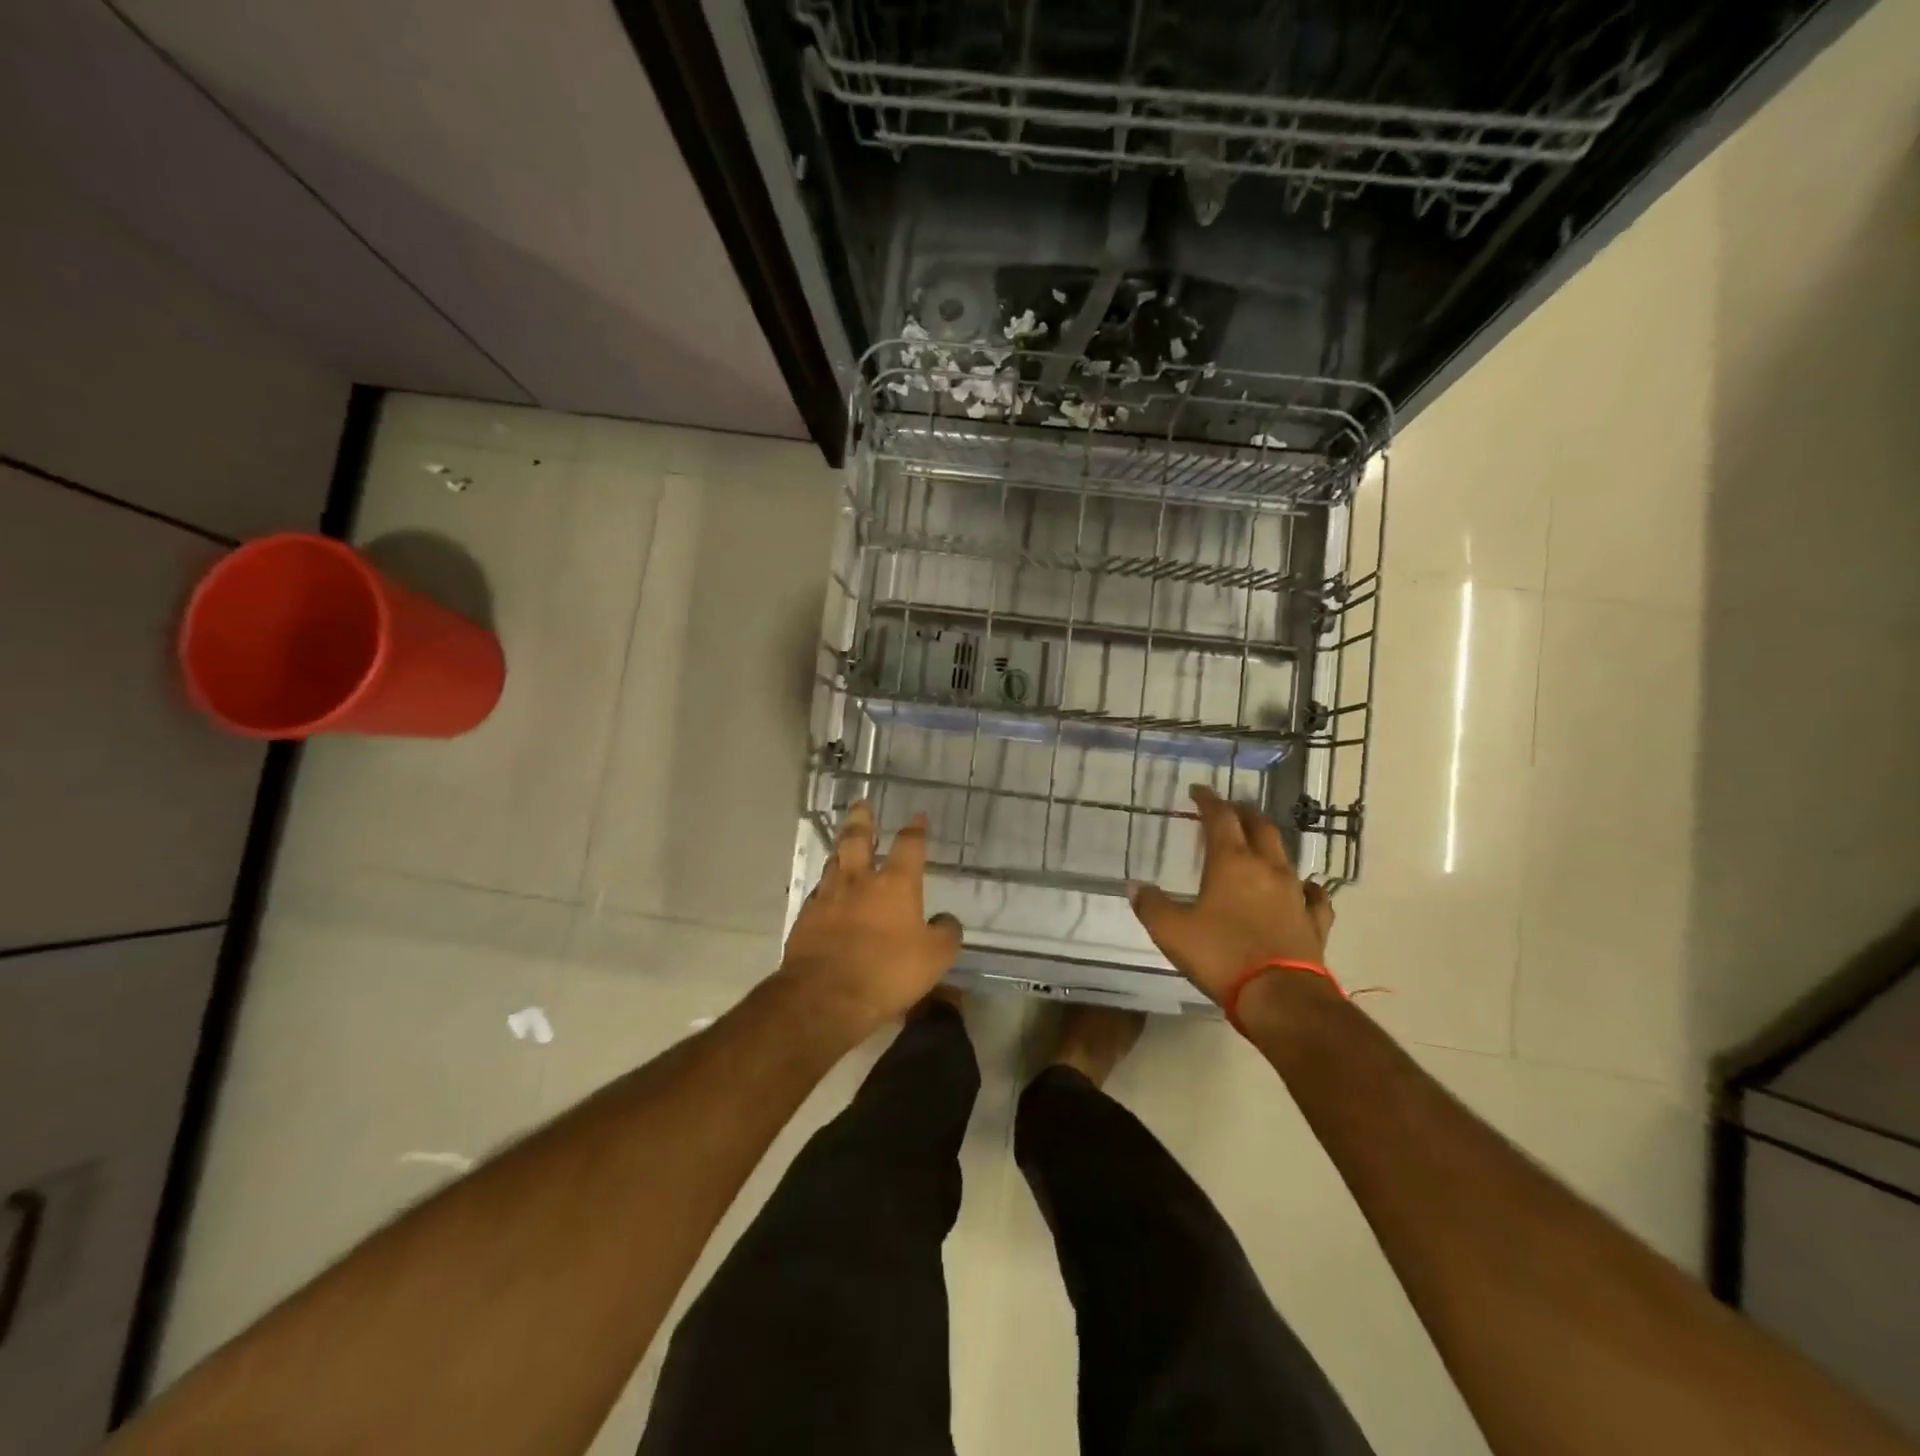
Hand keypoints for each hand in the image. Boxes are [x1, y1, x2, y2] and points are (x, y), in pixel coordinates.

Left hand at [776, 801, 962, 1035]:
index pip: (909, 846)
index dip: (915, 830)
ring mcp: (828, 898)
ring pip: (834, 861)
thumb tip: (945, 919)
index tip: (917, 817)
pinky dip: (827, 886)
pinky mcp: (806, 919)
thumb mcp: (935, 957)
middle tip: (862, 804)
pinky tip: (828, 892)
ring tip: (843, 841)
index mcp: (895, 884)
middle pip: (858, 839)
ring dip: (841, 848)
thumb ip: (945, 933)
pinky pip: (818, 893)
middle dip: (862, 819)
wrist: (825, 996)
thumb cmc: (887, 972)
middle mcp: (859, 881)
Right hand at [1130, 784, 1334, 1005]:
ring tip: (1258, 844)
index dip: (1208, 800)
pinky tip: (1304, 888)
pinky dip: (1305, 886)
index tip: (1198, 790)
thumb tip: (1135, 887)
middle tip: (1229, 810)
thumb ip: (1152, 906)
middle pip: (1259, 827)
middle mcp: (1266, 868)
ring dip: (1269, 844)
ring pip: (1285, 855)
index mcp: (1231, 862)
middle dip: (1242, 813)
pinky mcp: (1314, 922)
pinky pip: (1313, 895)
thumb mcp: (1172, 932)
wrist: (1280, 997)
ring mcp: (1295, 894)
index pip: (1220, 817)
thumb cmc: (1221, 955)